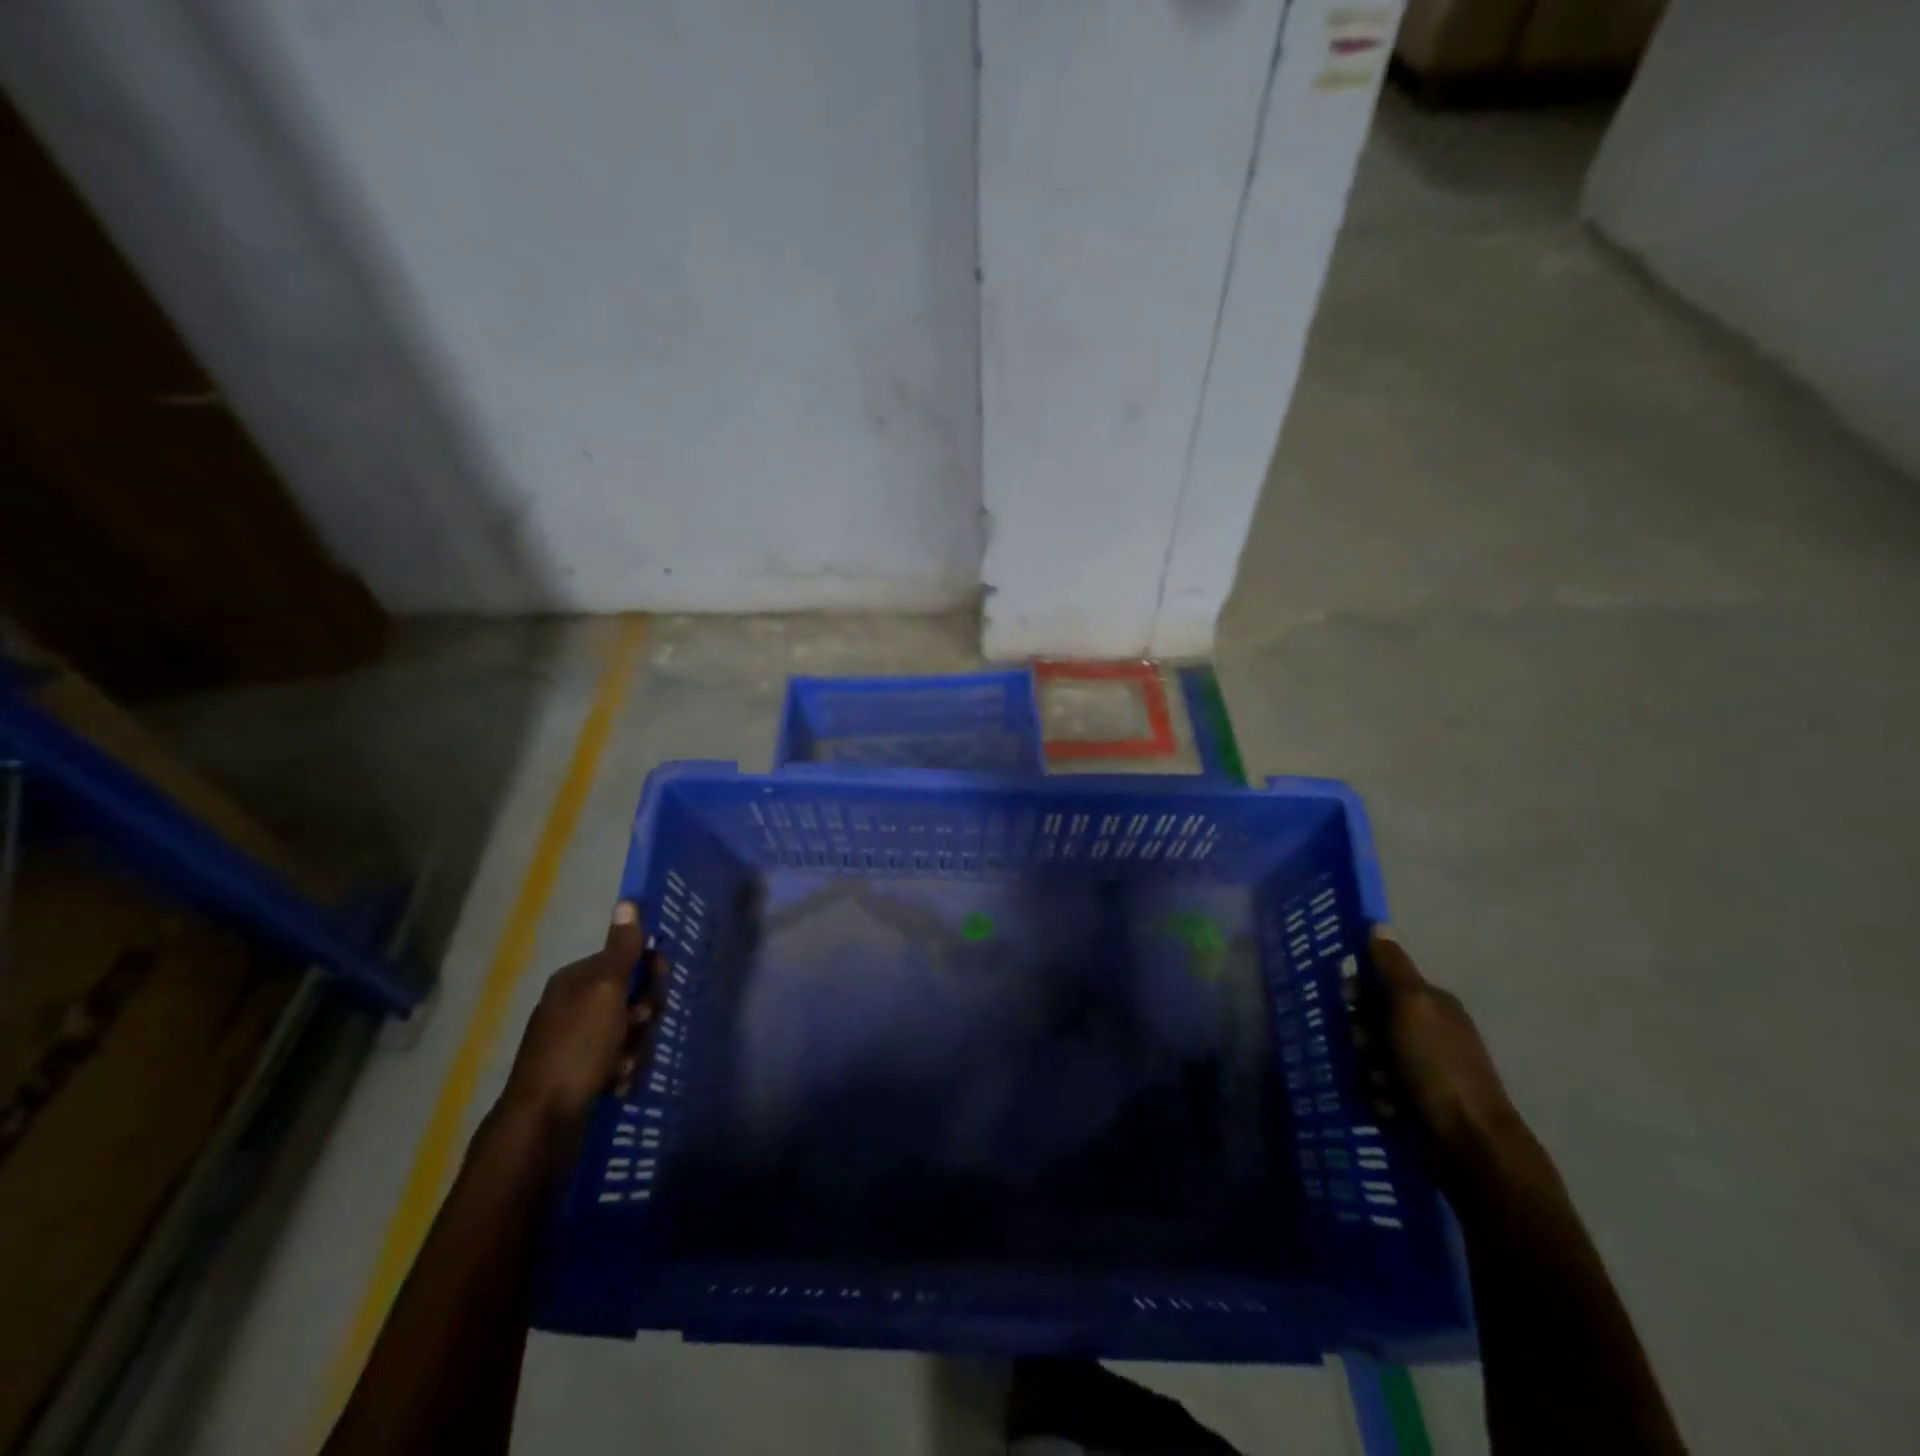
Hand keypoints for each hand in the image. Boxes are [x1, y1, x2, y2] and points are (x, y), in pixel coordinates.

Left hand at [499, 901, 659, 1137]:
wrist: (543, 1122)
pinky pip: (619, 1061)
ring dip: (636, 1048)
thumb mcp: (605, 990)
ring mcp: (576, 1041)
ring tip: (623, 1067)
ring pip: (630, 1032)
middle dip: (643, 1015)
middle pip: (632, 997)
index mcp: (577, 980)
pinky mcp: (580, 1073)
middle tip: (637, 1028)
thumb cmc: (578, 1047)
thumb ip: (622, 949)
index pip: (627, 959)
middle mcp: (575, 1005)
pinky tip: (617, 1085)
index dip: (649, 972)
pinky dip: (623, 1072)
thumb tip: (627, 900)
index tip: (656, 988)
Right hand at [1369, 927, 1521, 1165]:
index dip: (1359, 988)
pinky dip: (1378, 1095)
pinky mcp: (1419, 1102)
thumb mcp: (1412, 1005)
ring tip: (1378, 1084)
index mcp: (1432, 1004)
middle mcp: (1430, 1031)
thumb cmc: (1437, 1065)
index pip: (1382, 980)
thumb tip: (1378, 924)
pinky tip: (1386, 1105)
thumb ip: (1392, 967)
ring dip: (1366, 1067)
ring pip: (1372, 1054)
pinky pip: (1379, 1086)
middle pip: (1372, 1019)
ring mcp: (1426, 1068)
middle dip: (1360, 1033)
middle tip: (1364, 1047)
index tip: (1347, 1000)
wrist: (1469, 1143)